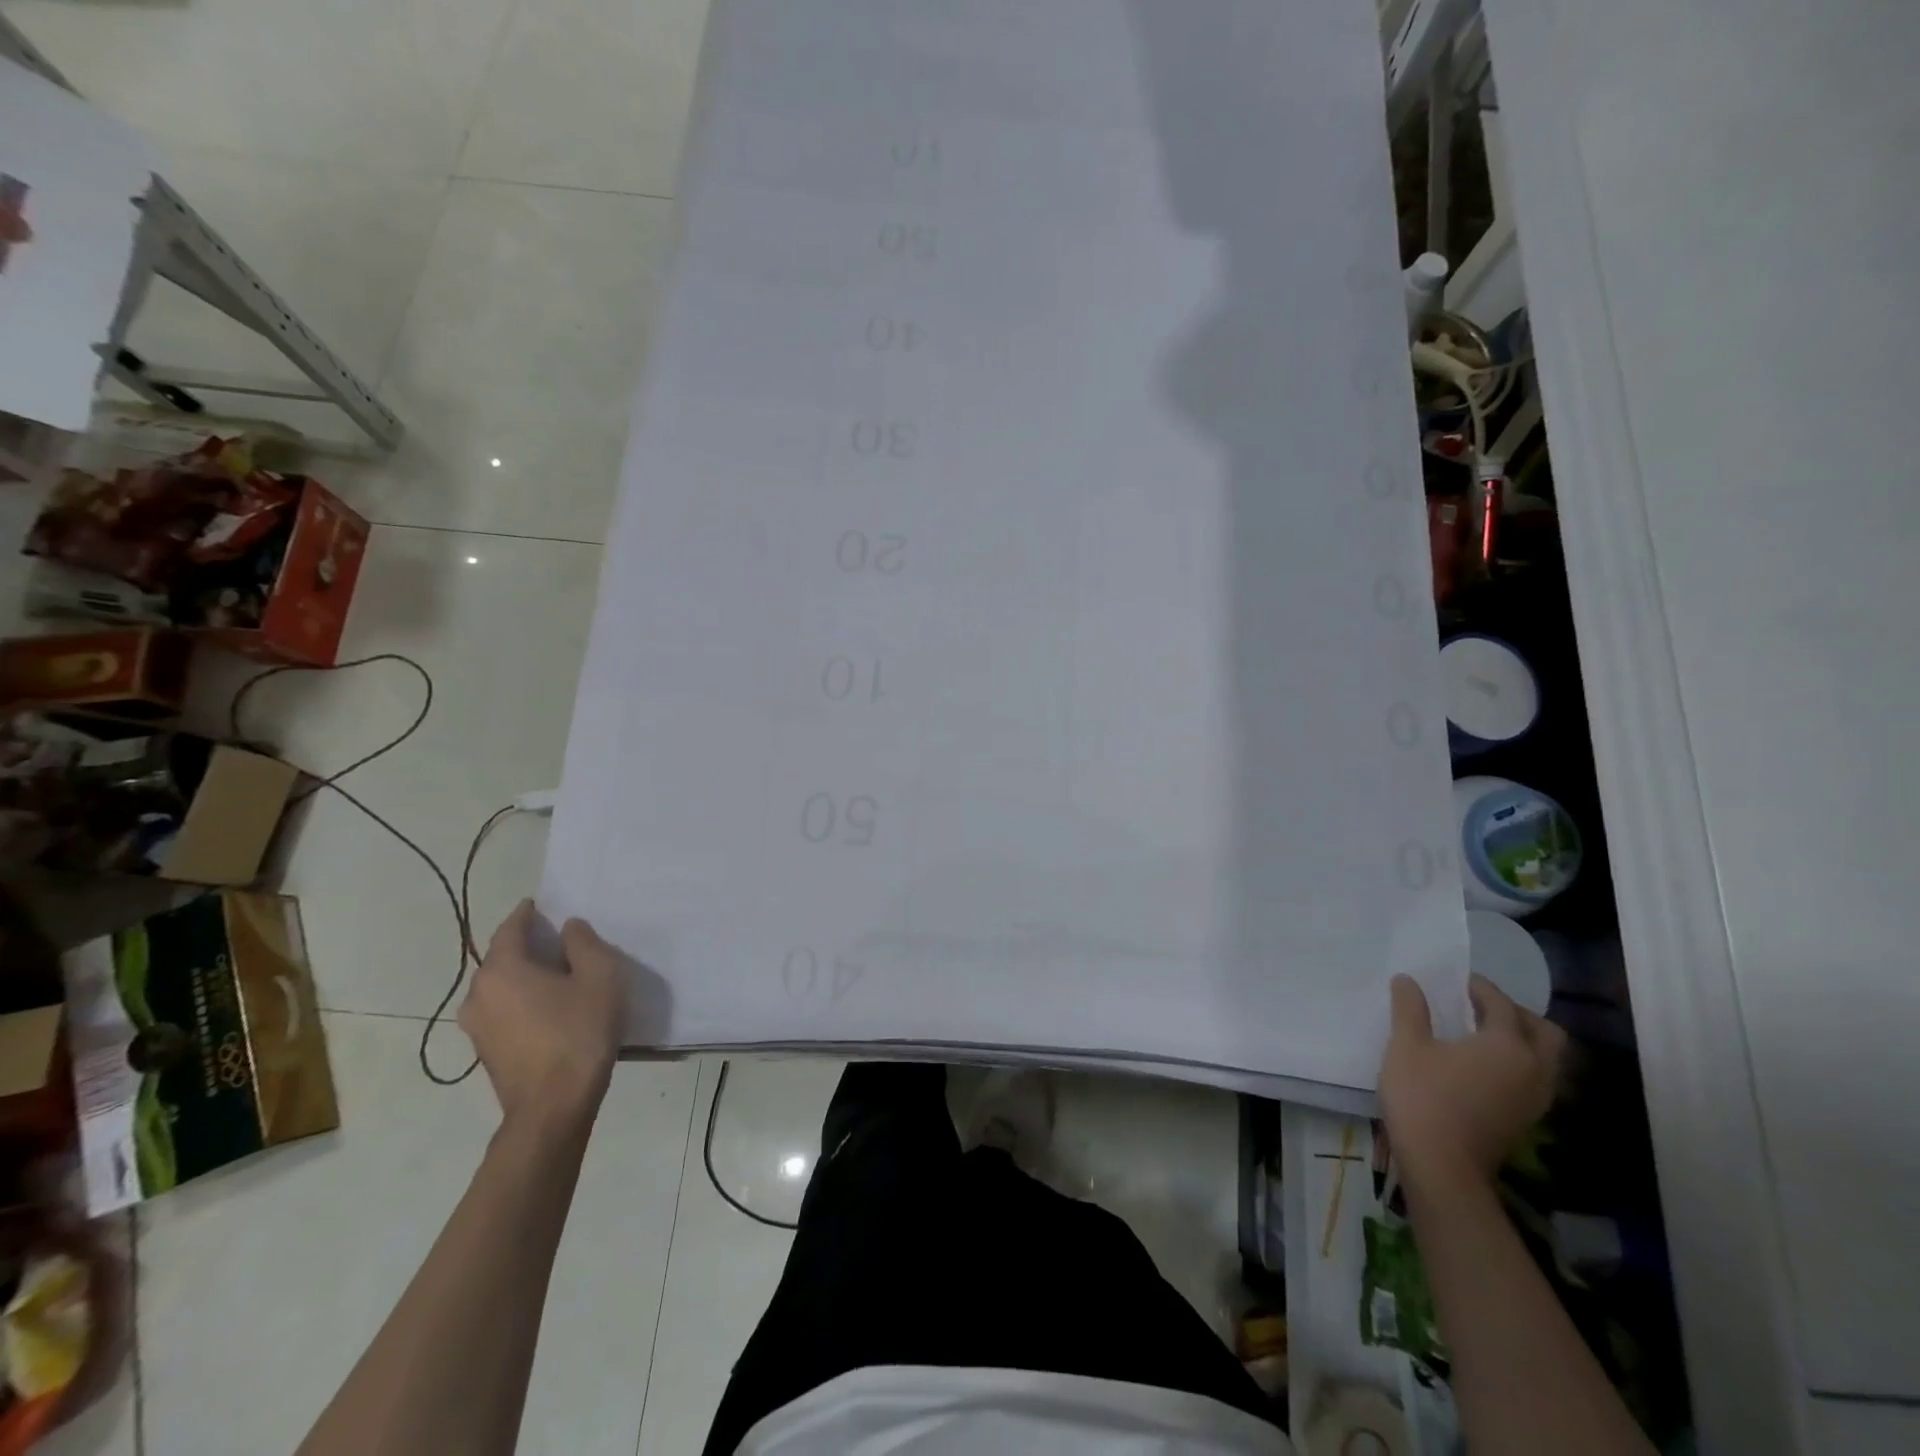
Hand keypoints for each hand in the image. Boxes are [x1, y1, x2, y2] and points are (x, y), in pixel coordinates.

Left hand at [459, 900, 625, 1129]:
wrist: (553, 1106)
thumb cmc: (578, 1032)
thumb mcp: (600, 976)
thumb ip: (584, 943)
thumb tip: (568, 929)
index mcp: (502, 969)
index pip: (509, 929)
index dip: (526, 914)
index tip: (540, 905)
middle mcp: (478, 994)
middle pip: (502, 958)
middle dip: (526, 946)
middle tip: (557, 941)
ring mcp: (476, 1027)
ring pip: (501, 987)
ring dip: (524, 977)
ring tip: (556, 976)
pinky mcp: (485, 1052)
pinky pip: (503, 1011)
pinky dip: (521, 1001)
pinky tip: (549, 1009)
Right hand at [1380, 973, 1564, 1194]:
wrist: (1442, 1166)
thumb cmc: (1423, 1097)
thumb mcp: (1406, 1045)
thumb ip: (1410, 1009)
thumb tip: (1408, 980)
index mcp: (1508, 1045)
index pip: (1502, 1004)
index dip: (1480, 988)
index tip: (1458, 980)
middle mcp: (1534, 1069)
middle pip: (1545, 1032)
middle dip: (1516, 1013)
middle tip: (1481, 1006)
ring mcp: (1535, 1098)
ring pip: (1545, 1058)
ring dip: (1521, 1040)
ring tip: (1482, 1034)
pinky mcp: (1527, 1119)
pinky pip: (1535, 1078)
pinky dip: (1518, 1063)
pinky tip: (1484, 1066)